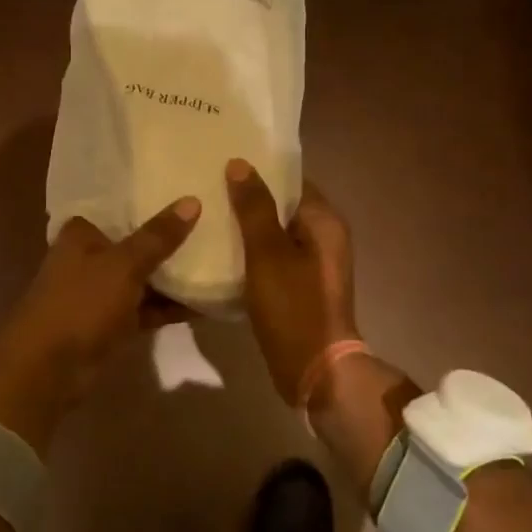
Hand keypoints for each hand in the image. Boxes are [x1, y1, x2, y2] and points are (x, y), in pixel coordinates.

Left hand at [0, 198, 200, 448]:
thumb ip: (158, 236)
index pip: (120, 209)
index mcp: (81, 234)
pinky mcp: (110, 324)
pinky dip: (169, 306)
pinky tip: (204, 302)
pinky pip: (146, 308)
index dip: (151, 202)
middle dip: (168, 240)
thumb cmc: (80, 303)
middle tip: (212, 225)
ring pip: (143, 278)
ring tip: (218, 262)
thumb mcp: (124, 265)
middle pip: (135, 244)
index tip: (187, 193)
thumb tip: (192, 201)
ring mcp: (99, 293)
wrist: (48, 369)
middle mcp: (88, 258)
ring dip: (172, 276)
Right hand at [225, 160, 358, 405]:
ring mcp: (313, 263)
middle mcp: (324, 236)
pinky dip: (251, 252)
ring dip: (247, 226)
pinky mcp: (300, 286)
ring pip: (275, 233)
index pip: (291, 180)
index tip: (222, 162)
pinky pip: (273, 257)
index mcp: (324, 221)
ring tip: (208, 214)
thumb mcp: (268, 252)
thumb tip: (240, 164)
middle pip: (282, 206)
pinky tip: (221, 251)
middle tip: (207, 186)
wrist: (314, 370)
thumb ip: (254, 207)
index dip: (259, 170)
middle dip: (248, 198)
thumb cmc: (293, 306)